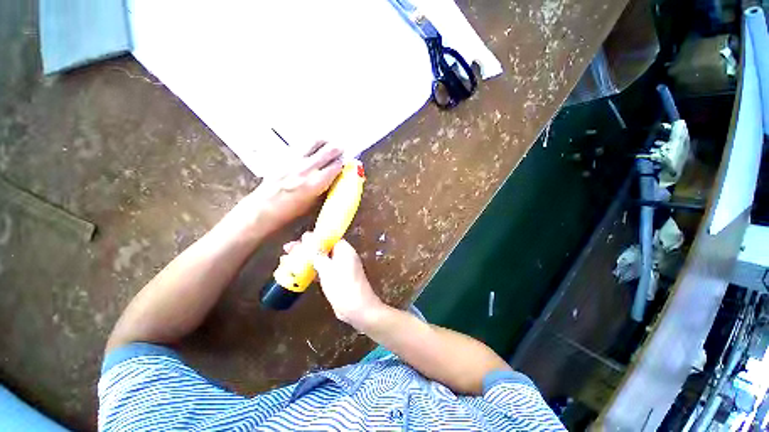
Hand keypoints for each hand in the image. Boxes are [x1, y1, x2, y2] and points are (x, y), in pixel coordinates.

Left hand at [250, 141, 342, 231]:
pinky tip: (311, 147)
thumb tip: (335, 179)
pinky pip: (301, 145)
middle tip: (341, 149)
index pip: (336, 166)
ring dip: (324, 141)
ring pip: (314, 142)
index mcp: (317, 183)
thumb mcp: (314, 204)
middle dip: (338, 148)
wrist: (264, 208)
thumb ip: (326, 189)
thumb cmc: (291, 212)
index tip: (347, 162)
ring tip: (328, 143)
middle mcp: (307, 168)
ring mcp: (294, 160)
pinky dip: (310, 144)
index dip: (344, 162)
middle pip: (328, 150)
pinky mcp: (284, 157)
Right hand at [284, 234, 384, 329]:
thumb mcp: (327, 268)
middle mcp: (343, 256)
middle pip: (323, 248)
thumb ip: (317, 253)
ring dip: (306, 259)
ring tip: (286, 260)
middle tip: (288, 250)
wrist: (357, 309)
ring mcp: (340, 268)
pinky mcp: (336, 279)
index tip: (299, 240)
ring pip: (321, 259)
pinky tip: (297, 273)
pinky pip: (322, 270)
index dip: (313, 237)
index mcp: (344, 249)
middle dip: (306, 248)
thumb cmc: (343, 285)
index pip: (328, 237)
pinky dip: (311, 270)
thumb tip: (308, 237)